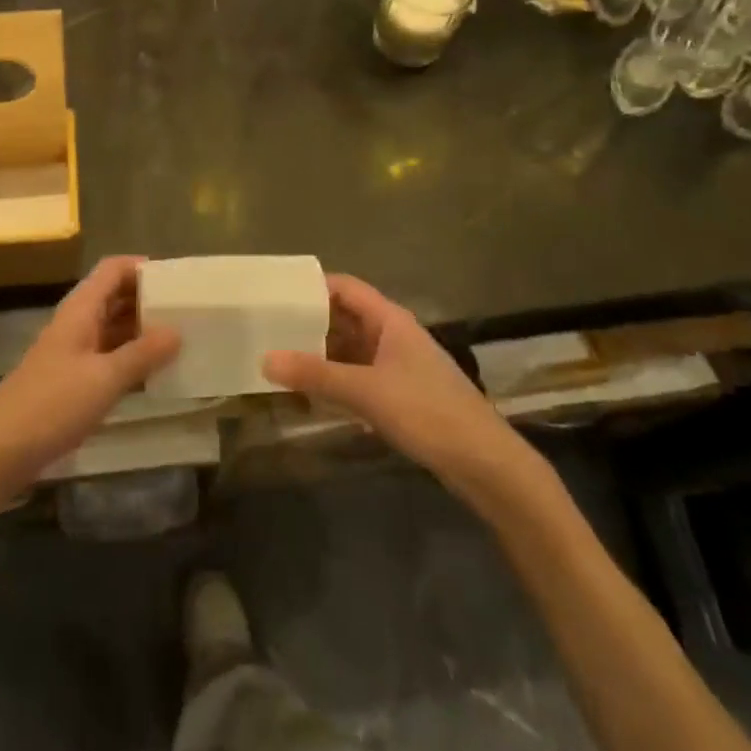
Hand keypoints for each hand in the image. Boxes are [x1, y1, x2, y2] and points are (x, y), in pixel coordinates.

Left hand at [0, 257, 180, 507]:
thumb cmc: (51, 406)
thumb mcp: (104, 380)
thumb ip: (142, 354)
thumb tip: (177, 330)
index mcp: (80, 310)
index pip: (113, 270)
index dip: (143, 267)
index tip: (177, 280)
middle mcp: (76, 323)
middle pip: (114, 296)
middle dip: (148, 299)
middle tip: (188, 310)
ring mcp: (72, 352)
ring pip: (112, 327)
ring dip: (141, 330)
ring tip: (181, 339)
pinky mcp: (70, 380)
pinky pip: (107, 356)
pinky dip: (130, 357)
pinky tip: (155, 373)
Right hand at [263, 274, 549, 508]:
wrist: (486, 464)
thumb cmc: (428, 413)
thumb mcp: (366, 392)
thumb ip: (315, 375)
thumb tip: (265, 359)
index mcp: (390, 320)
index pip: (344, 287)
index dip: (311, 286)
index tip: (275, 294)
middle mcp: (393, 335)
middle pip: (344, 317)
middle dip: (309, 322)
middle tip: (267, 328)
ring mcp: (397, 365)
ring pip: (349, 349)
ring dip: (319, 354)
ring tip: (278, 359)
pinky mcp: (400, 394)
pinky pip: (358, 376)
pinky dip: (334, 380)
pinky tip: (309, 393)